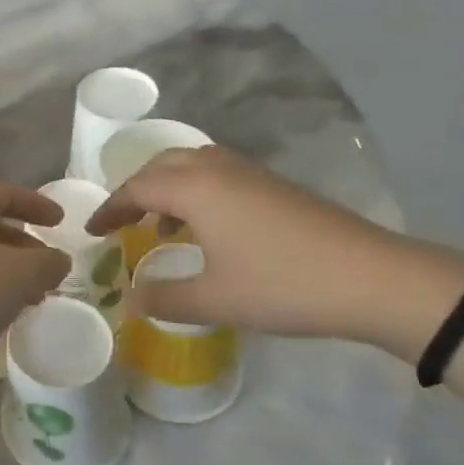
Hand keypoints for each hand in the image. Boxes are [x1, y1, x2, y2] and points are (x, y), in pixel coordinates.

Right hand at [86, 146, 463, 353]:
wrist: (371, 278)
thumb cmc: (282, 285)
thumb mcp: (214, 300)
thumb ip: (164, 297)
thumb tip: (130, 298)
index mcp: (196, 188)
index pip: (137, 187)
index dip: (110, 208)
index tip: (92, 231)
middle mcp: (218, 169)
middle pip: (162, 165)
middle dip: (135, 189)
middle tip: (121, 220)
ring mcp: (250, 174)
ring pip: (193, 164)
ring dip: (168, 187)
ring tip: (161, 224)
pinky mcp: (274, 186)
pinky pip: (218, 174)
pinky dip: (196, 191)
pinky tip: (207, 228)